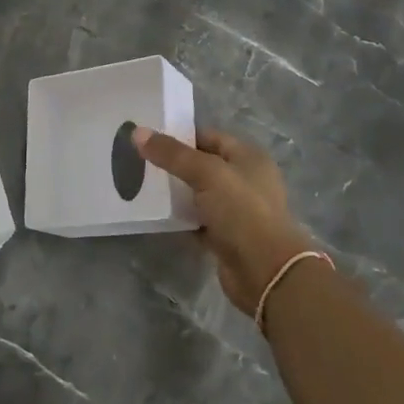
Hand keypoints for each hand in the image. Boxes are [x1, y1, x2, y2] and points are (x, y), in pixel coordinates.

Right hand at [134, 126, 320, 315]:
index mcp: (248, 157)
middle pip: (202, 165)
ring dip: (174, 192)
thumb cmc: (241, 211)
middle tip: (138, 161)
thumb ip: (172, 153)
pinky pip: (197, 219)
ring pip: (197, 193)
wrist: (265, 271)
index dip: (179, 135)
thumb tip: (137, 132)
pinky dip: (179, 217)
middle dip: (172, 164)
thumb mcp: (206, 174)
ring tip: (140, 185)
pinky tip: (155, 214)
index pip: (208, 136)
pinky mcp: (225, 236)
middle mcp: (244, 180)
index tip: (146, 138)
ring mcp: (236, 210)